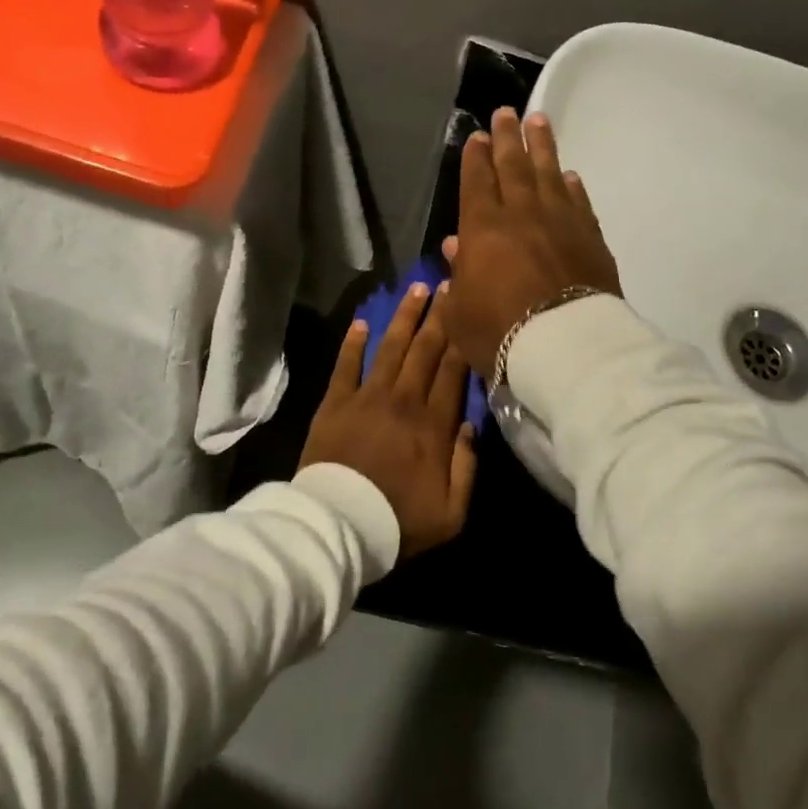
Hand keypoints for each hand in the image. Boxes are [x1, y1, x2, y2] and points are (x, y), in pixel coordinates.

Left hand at [299, 282, 477, 557]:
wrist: (338, 525)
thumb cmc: (398, 521)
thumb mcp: (451, 511)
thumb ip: (467, 467)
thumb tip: (472, 427)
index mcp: (435, 424)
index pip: (453, 371)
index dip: (462, 338)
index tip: (469, 309)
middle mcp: (404, 400)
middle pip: (425, 349)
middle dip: (439, 315)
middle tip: (448, 283)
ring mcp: (367, 397)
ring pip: (391, 347)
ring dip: (404, 316)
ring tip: (416, 288)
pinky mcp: (335, 403)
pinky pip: (346, 365)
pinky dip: (353, 343)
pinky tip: (361, 322)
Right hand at [442, 107, 622, 378]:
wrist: (566, 347)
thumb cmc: (500, 332)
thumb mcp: (460, 312)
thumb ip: (457, 275)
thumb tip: (454, 246)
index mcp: (483, 229)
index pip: (477, 181)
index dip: (476, 158)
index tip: (478, 136)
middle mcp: (522, 214)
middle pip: (514, 165)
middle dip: (508, 137)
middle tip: (506, 113)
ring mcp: (561, 222)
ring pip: (549, 173)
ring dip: (542, 146)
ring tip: (539, 121)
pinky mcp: (591, 238)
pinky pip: (579, 202)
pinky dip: (573, 186)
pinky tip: (570, 176)